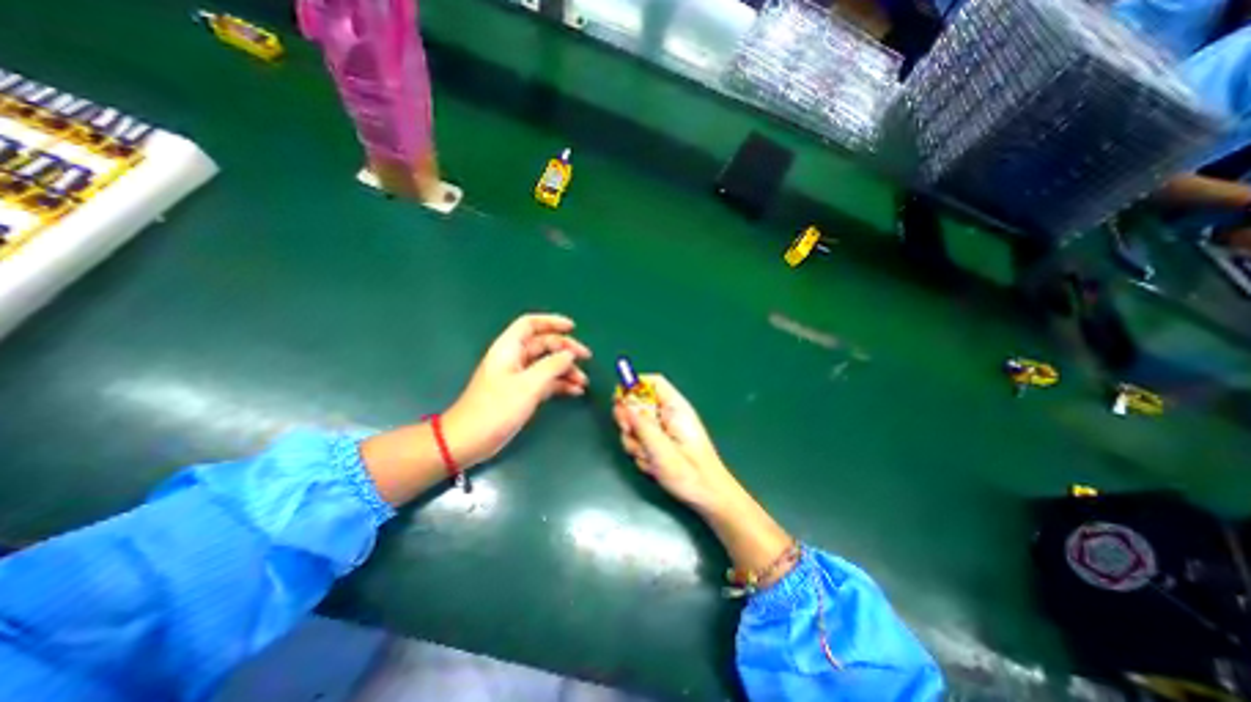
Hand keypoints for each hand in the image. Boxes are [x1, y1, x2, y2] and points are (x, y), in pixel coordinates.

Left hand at [444, 312, 591, 466]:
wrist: (470, 440)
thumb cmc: (496, 409)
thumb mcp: (528, 385)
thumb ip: (551, 366)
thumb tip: (569, 354)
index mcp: (509, 348)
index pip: (530, 324)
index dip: (552, 322)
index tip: (573, 327)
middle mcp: (514, 358)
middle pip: (543, 344)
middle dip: (566, 349)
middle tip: (586, 358)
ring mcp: (518, 376)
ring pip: (547, 364)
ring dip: (566, 370)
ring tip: (583, 382)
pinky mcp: (521, 392)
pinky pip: (545, 381)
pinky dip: (560, 384)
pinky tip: (575, 391)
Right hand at [616, 379, 734, 508]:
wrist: (706, 496)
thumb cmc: (689, 472)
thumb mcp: (663, 449)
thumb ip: (642, 426)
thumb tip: (625, 407)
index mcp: (675, 408)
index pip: (653, 383)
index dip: (634, 385)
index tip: (618, 399)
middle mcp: (667, 415)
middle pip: (638, 404)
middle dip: (629, 421)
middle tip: (630, 433)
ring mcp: (662, 430)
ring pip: (635, 426)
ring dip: (635, 442)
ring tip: (649, 458)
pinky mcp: (658, 443)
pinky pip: (639, 442)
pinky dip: (640, 453)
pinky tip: (652, 466)